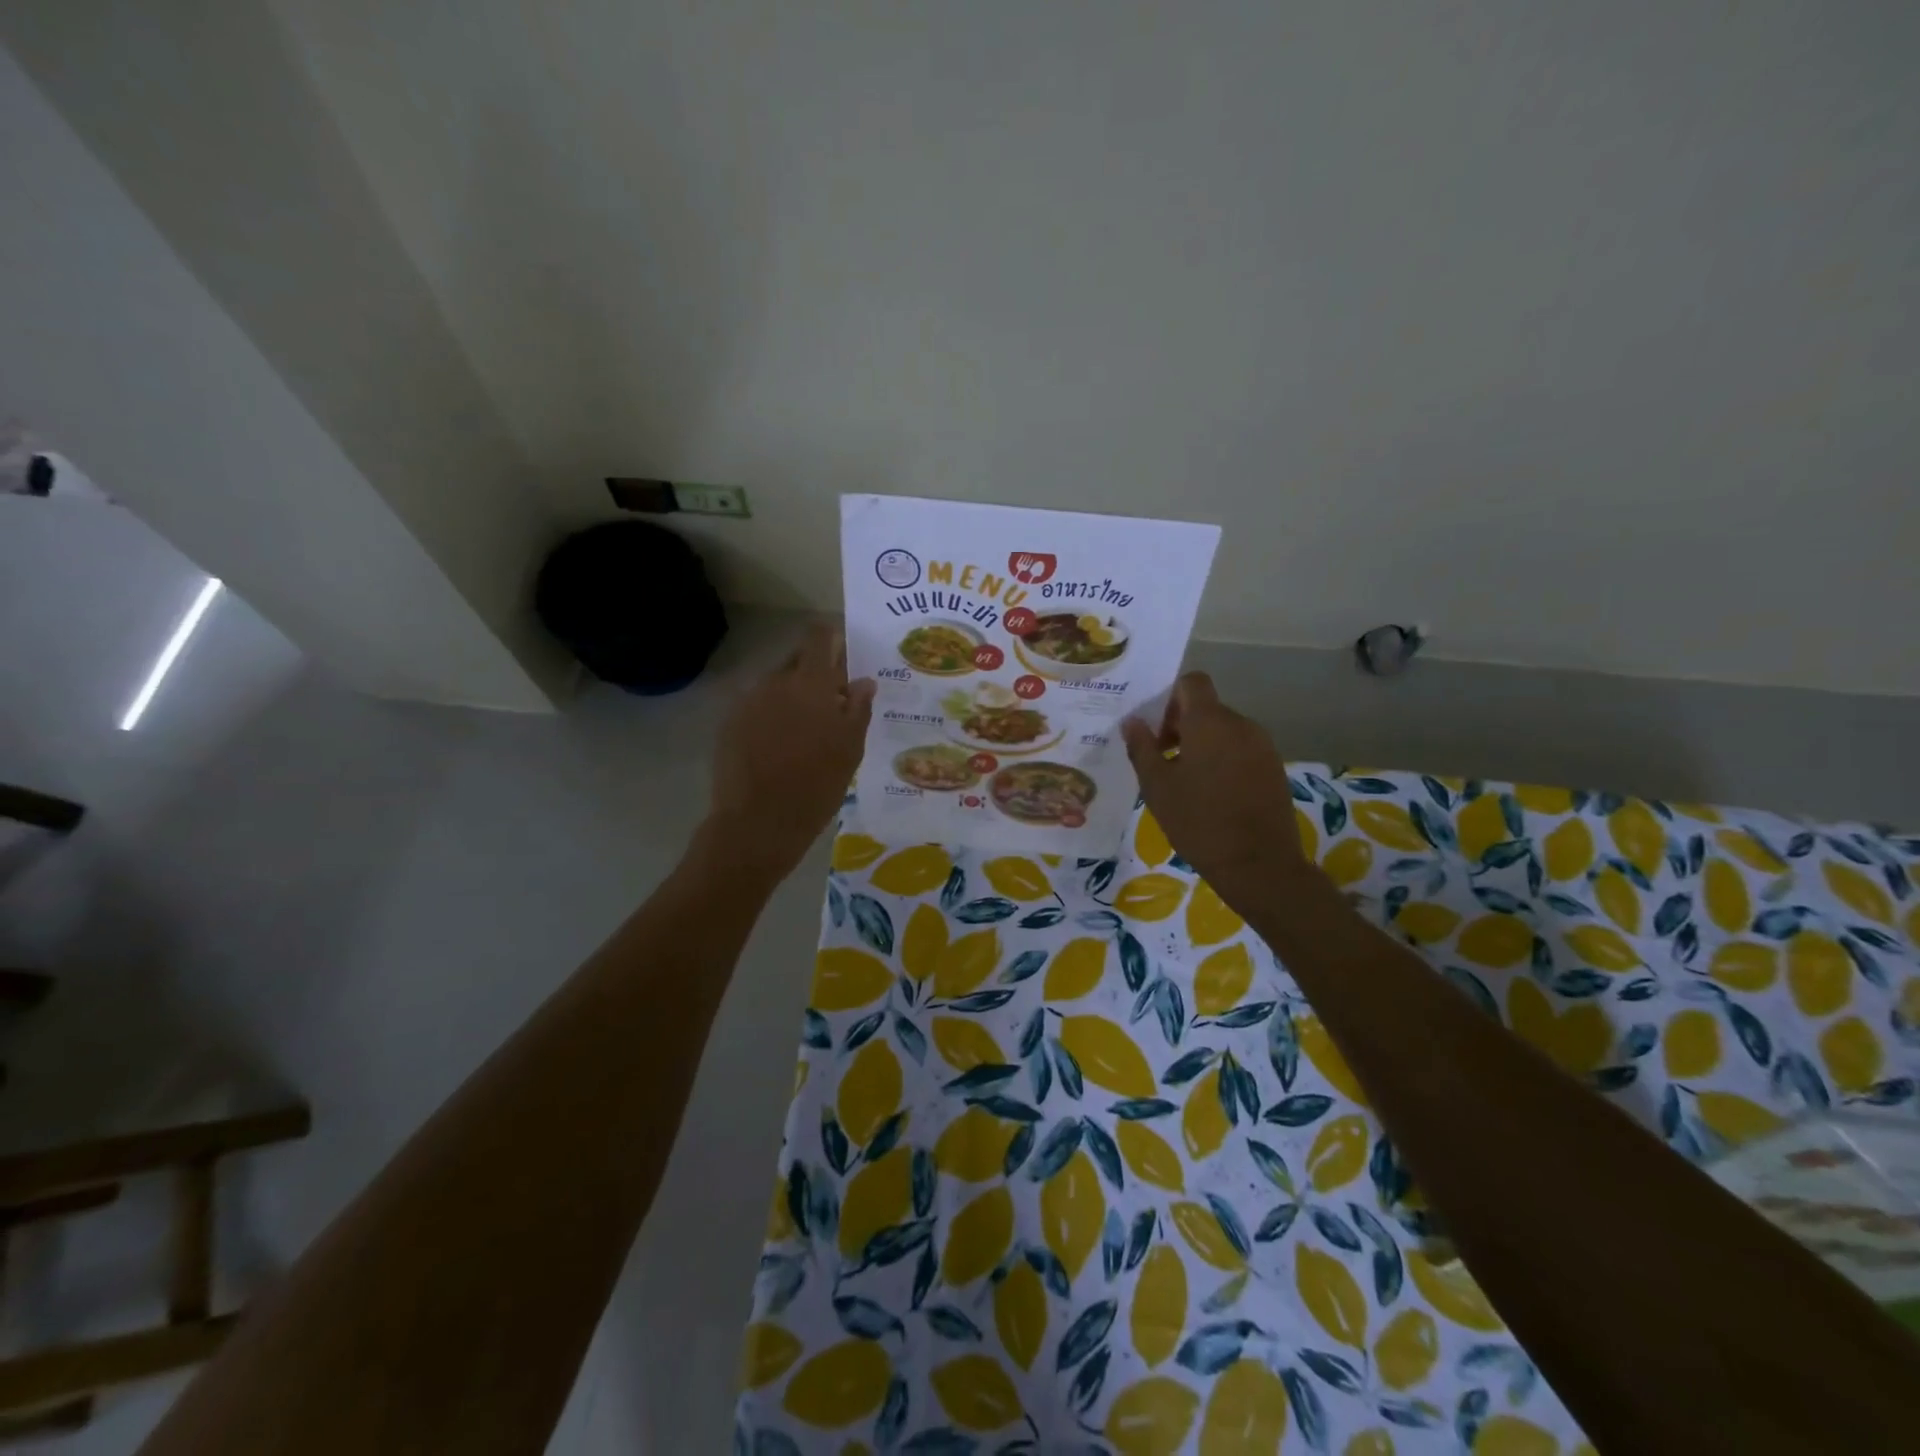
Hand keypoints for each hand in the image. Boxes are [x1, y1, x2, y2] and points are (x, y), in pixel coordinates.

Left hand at [704, 623, 875, 880]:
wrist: (757, 823)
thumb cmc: (816, 785)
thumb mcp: (850, 749)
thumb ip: (858, 708)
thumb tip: (863, 681)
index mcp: (809, 682)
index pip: (819, 636)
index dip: (832, 638)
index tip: (846, 656)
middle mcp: (775, 682)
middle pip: (798, 661)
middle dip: (816, 674)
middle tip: (833, 703)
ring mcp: (748, 702)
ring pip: (777, 686)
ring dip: (794, 698)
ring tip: (807, 731)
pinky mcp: (729, 724)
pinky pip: (758, 708)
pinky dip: (772, 717)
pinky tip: (780, 747)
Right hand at [1121, 672, 1315, 909]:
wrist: (1259, 865)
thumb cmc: (1199, 822)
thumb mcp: (1157, 787)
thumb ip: (1142, 748)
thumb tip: (1132, 721)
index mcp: (1210, 722)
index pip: (1192, 682)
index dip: (1169, 696)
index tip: (1154, 726)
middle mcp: (1241, 724)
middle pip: (1207, 708)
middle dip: (1180, 725)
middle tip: (1160, 758)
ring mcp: (1263, 746)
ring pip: (1224, 730)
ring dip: (1201, 744)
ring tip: (1184, 780)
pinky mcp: (1274, 768)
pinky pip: (1241, 750)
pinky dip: (1222, 759)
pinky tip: (1210, 794)